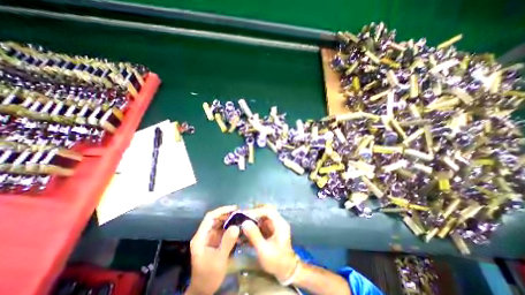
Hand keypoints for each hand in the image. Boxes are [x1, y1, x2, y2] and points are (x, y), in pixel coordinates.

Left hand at [187, 205, 238, 294]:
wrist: (203, 290)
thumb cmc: (208, 276)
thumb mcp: (219, 260)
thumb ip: (227, 242)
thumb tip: (236, 226)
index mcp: (201, 237)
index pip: (210, 217)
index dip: (221, 210)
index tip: (234, 208)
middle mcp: (205, 235)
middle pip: (216, 219)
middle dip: (228, 215)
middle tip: (241, 213)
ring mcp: (210, 238)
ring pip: (220, 224)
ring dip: (230, 220)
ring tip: (241, 219)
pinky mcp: (215, 241)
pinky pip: (223, 231)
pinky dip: (231, 228)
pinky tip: (239, 228)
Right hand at [241, 205, 296, 281]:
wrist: (286, 271)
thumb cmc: (276, 261)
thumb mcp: (264, 250)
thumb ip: (254, 235)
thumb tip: (245, 222)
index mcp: (280, 224)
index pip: (269, 211)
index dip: (257, 211)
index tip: (246, 214)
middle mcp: (278, 222)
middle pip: (267, 211)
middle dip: (255, 212)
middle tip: (244, 215)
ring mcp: (275, 226)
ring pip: (264, 216)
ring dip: (254, 218)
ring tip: (243, 221)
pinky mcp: (271, 230)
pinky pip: (263, 223)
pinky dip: (255, 224)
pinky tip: (247, 229)